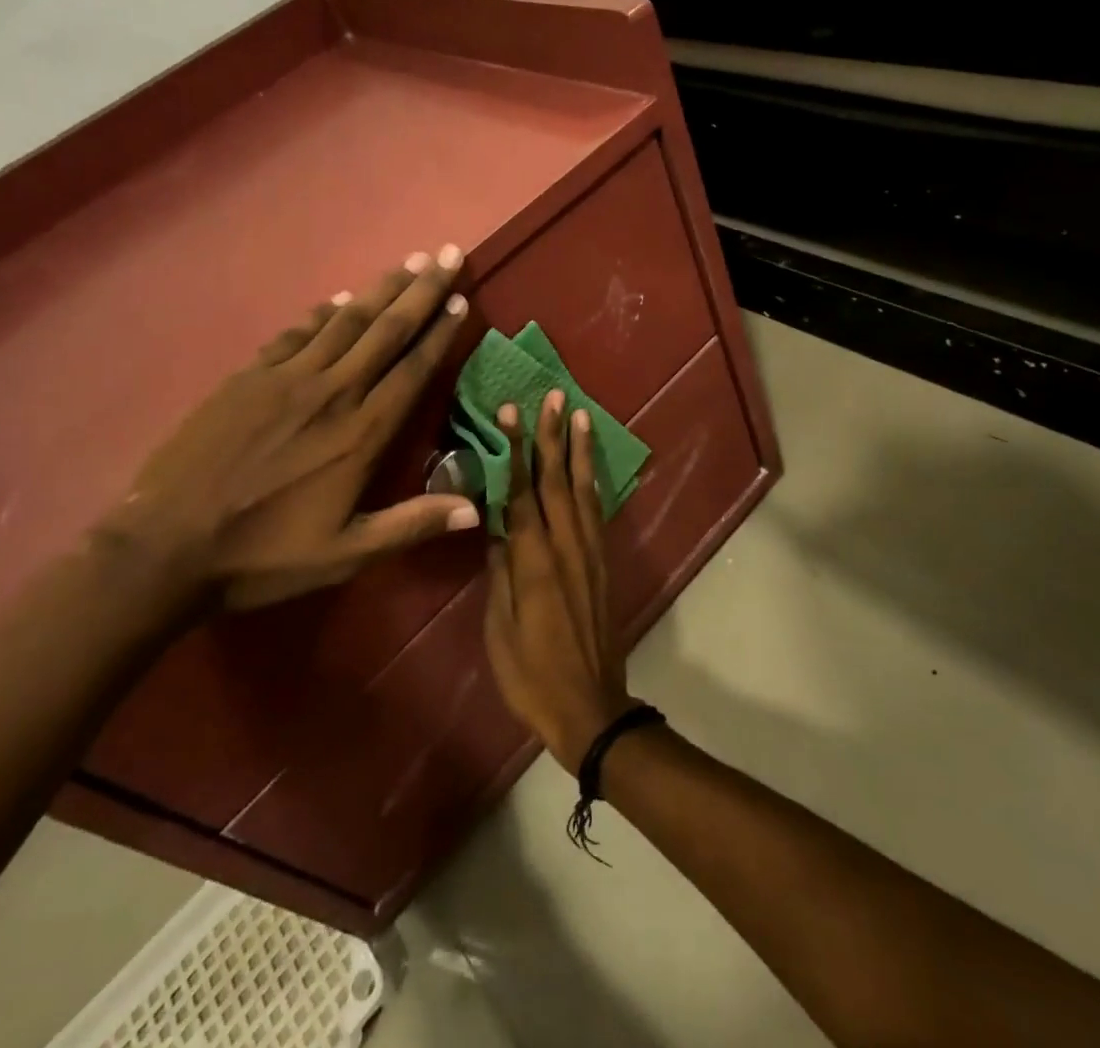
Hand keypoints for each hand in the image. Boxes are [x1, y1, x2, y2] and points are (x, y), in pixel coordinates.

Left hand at [99, 245, 480, 611]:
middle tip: (448, 253)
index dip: (440, 330)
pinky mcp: (248, 377)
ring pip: (346, 321)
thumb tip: (476, 508)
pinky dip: (323, 313)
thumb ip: (411, 525)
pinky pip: (296, 333)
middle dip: (422, 289)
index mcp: (362, 433)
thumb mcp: (345, 553)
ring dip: (381, 289)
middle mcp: (332, 392)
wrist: (166, 546)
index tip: (460, 297)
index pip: (413, 367)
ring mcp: (286, 378)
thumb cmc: (263, 554)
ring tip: (409, 262)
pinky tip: (339, 300)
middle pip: (386, 330)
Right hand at [482, 391, 632, 773]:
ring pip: (583, 489)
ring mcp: (589, 552)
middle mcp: (566, 546)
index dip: (515, 450)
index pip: (521, 493)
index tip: (510, 413)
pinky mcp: (602, 563)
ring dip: (579, 449)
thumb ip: (500, 571)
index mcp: (534, 560)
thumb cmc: (531, 672)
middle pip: (557, 480)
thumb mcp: (499, 627)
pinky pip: (596, 511)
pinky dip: (592, 481)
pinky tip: (590, 466)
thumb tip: (496, 526)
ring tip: (579, 414)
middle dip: (552, 435)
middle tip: (552, 395)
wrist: (589, 705)